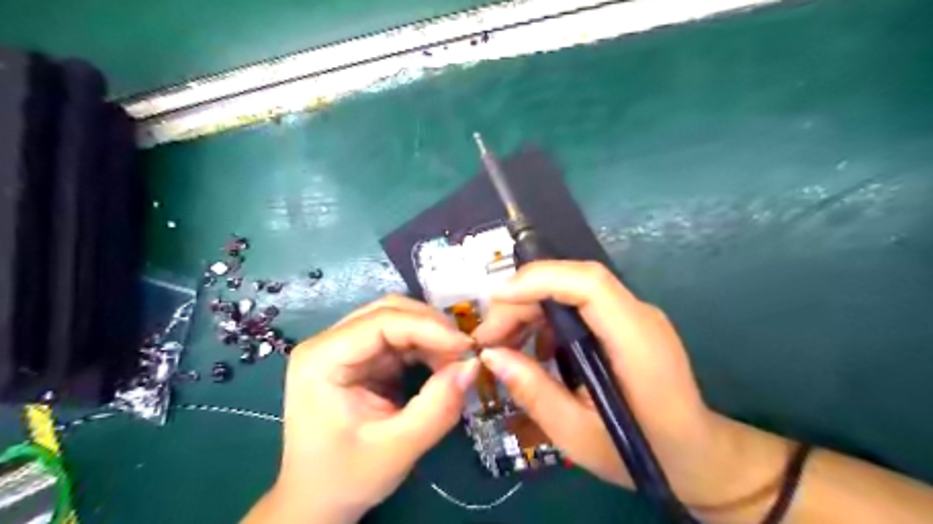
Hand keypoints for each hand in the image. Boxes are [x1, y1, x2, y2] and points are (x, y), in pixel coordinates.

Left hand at [246, 297, 476, 521]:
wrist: (317, 500)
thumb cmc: (345, 477)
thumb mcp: (396, 448)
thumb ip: (437, 407)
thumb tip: (473, 365)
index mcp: (321, 359)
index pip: (381, 322)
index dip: (428, 327)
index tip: (467, 346)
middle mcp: (329, 343)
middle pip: (389, 312)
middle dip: (432, 327)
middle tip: (465, 351)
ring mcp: (345, 347)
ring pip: (397, 320)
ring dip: (431, 335)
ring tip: (456, 361)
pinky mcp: (361, 358)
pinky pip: (400, 339)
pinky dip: (425, 347)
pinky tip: (441, 364)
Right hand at [475, 260, 784, 509]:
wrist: (696, 455)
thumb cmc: (643, 453)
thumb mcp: (578, 435)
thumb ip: (534, 392)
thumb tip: (490, 355)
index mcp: (637, 341)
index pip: (589, 284)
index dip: (539, 281)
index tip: (494, 300)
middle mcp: (638, 315)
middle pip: (573, 282)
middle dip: (522, 299)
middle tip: (488, 336)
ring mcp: (633, 315)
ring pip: (571, 289)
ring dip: (530, 308)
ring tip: (502, 343)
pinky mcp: (624, 323)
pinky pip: (578, 305)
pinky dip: (547, 318)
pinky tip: (533, 350)